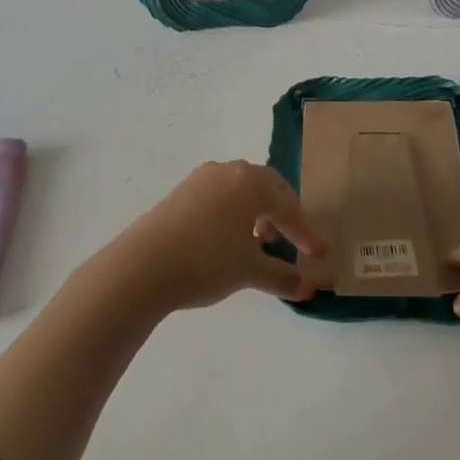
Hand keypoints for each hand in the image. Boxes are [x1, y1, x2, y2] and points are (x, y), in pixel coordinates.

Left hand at [86, 161, 325, 314]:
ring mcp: (199, 181)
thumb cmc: (207, 261)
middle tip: (293, 240)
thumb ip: (282, 277)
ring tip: (260, 242)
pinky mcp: (178, 195)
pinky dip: (233, 217)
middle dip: (283, 215)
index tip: (317, 255)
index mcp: (249, 181)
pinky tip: (229, 242)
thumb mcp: (250, 271)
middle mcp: (226, 172)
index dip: (305, 231)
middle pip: (265, 188)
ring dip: (256, 214)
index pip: (287, 204)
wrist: (141, 267)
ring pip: (239, 192)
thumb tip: (307, 288)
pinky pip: (218, 199)